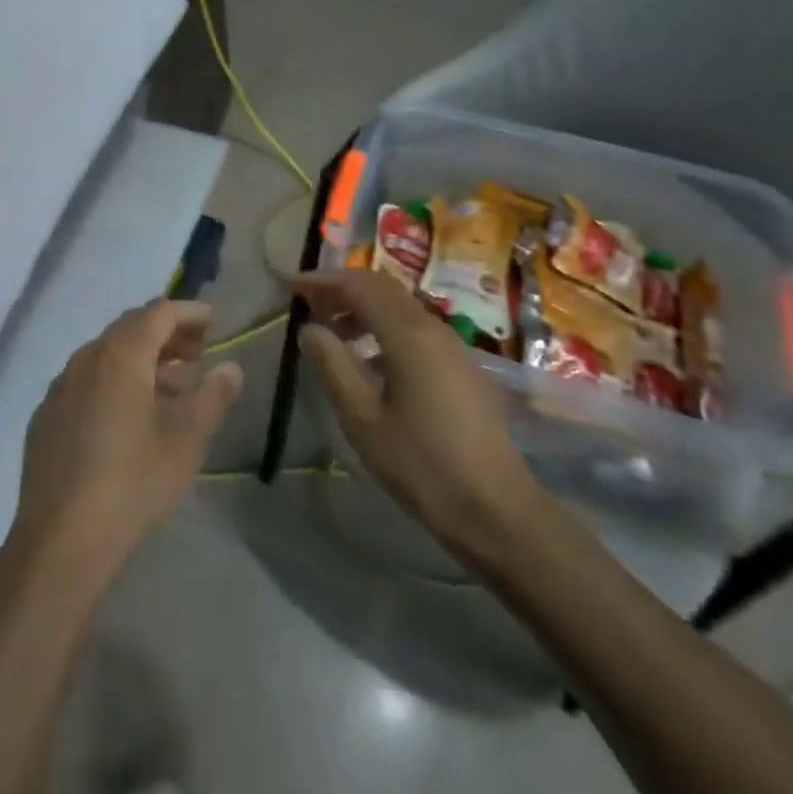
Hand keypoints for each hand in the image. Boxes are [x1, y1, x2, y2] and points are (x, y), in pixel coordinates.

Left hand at [10, 300, 243, 586]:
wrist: (61, 539)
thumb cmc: (133, 481)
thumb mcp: (186, 439)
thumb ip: (212, 396)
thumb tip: (231, 367)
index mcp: (120, 355)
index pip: (158, 313)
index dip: (189, 312)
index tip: (214, 320)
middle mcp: (86, 358)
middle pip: (131, 329)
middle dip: (167, 334)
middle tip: (198, 352)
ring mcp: (60, 387)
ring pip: (107, 355)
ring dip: (142, 360)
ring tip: (172, 387)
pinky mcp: (46, 416)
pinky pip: (86, 381)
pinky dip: (115, 382)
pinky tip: (129, 416)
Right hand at [296, 270, 546, 568]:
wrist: (499, 512)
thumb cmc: (423, 465)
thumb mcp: (363, 419)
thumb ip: (333, 366)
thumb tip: (310, 329)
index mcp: (408, 334)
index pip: (360, 285)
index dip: (324, 281)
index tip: (293, 287)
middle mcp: (433, 328)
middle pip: (382, 289)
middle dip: (342, 289)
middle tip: (308, 304)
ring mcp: (453, 347)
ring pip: (400, 307)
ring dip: (363, 309)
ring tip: (333, 333)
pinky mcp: (462, 368)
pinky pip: (415, 329)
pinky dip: (383, 328)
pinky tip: (368, 361)